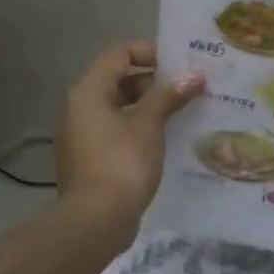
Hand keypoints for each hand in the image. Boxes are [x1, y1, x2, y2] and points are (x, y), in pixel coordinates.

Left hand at [56, 43, 203, 228]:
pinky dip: (140, 130)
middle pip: (119, 81)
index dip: (150, 52)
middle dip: (155, 83)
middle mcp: (80, 109)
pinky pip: (117, 133)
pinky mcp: (91, 161)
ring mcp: (83, 137)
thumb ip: (169, 95)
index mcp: (89, 92)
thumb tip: (193, 76)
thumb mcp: (149, 124)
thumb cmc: (122, 162)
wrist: (95, 221)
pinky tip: (166, 141)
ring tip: (183, 114)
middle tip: (188, 90)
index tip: (179, 65)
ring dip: (150, 108)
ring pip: (120, 109)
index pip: (119, 54)